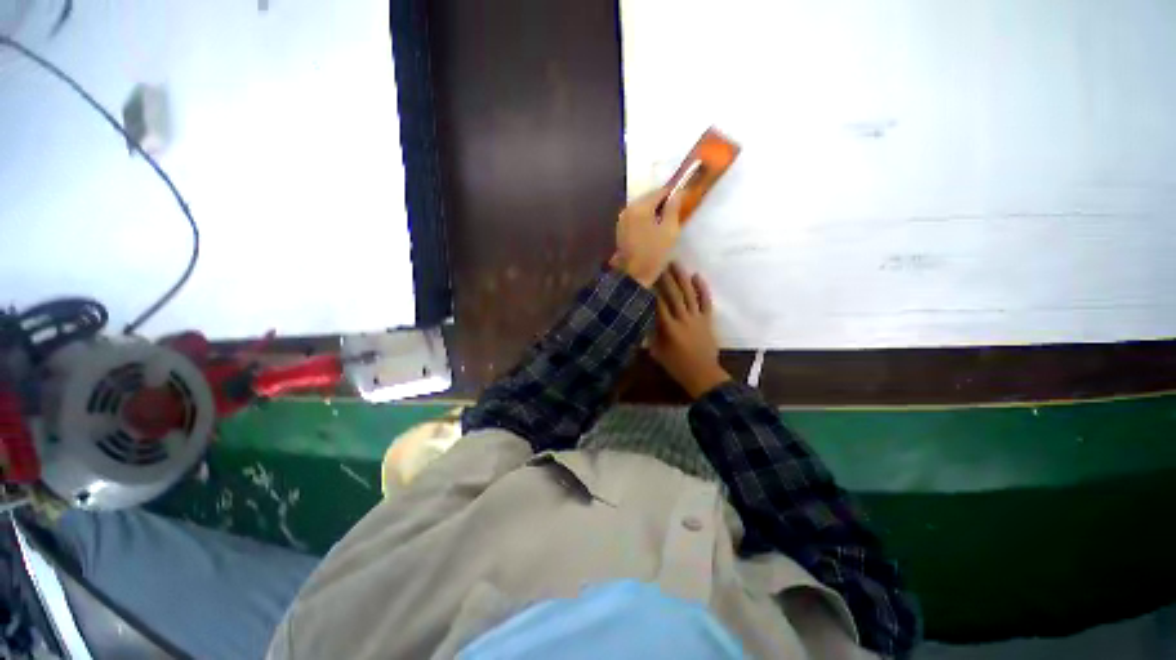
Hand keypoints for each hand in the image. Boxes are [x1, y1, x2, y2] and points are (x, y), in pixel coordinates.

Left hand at [613, 188, 683, 287]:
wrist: (634, 276)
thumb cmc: (654, 253)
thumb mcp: (670, 230)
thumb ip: (673, 208)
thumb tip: (678, 192)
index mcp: (640, 207)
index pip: (660, 191)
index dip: (673, 193)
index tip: (684, 199)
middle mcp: (628, 209)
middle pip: (649, 198)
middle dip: (662, 202)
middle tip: (675, 212)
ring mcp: (622, 220)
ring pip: (641, 208)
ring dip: (653, 211)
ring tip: (665, 222)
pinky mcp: (620, 230)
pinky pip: (635, 218)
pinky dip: (645, 219)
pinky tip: (652, 229)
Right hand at [651, 263, 730, 397]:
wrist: (703, 374)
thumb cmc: (677, 366)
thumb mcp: (657, 353)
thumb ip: (649, 336)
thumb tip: (641, 320)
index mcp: (669, 328)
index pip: (658, 304)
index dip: (651, 290)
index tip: (645, 277)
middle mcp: (683, 319)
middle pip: (674, 295)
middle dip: (666, 278)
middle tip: (659, 263)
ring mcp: (697, 318)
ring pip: (689, 294)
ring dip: (682, 277)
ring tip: (676, 263)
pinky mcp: (708, 319)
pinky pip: (706, 301)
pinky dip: (703, 288)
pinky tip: (697, 276)